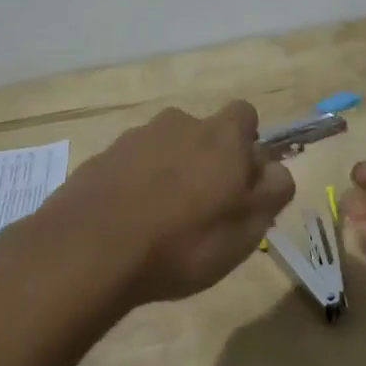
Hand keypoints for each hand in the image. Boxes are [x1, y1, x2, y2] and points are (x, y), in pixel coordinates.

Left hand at [49, 103, 294, 305]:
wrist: (89, 249)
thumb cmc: (183, 242)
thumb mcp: (247, 230)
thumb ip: (271, 193)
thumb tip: (275, 171)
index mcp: (222, 136)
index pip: (245, 116)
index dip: (247, 144)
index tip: (241, 180)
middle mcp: (181, 124)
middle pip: (203, 133)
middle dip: (206, 161)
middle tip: (203, 209)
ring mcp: (137, 138)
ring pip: (165, 149)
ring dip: (169, 173)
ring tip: (161, 222)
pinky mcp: (102, 158)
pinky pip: (130, 166)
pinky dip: (135, 186)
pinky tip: (128, 225)